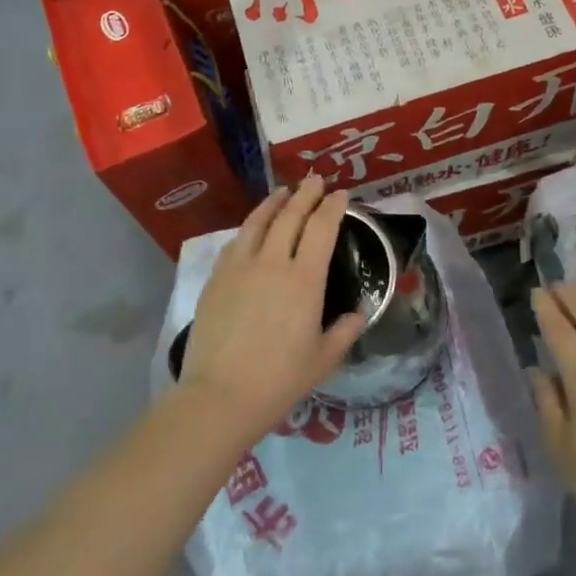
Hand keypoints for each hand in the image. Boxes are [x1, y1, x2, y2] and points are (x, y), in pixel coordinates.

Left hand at [178, 178, 366, 445]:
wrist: (220, 395)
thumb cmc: (279, 380)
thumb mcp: (323, 360)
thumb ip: (345, 332)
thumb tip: (359, 314)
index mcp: (304, 280)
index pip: (322, 228)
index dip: (333, 207)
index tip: (341, 194)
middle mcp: (272, 262)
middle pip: (290, 216)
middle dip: (306, 194)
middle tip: (316, 180)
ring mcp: (239, 267)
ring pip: (258, 222)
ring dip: (274, 202)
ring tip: (284, 192)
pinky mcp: (216, 278)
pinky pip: (236, 242)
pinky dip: (249, 227)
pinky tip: (253, 228)